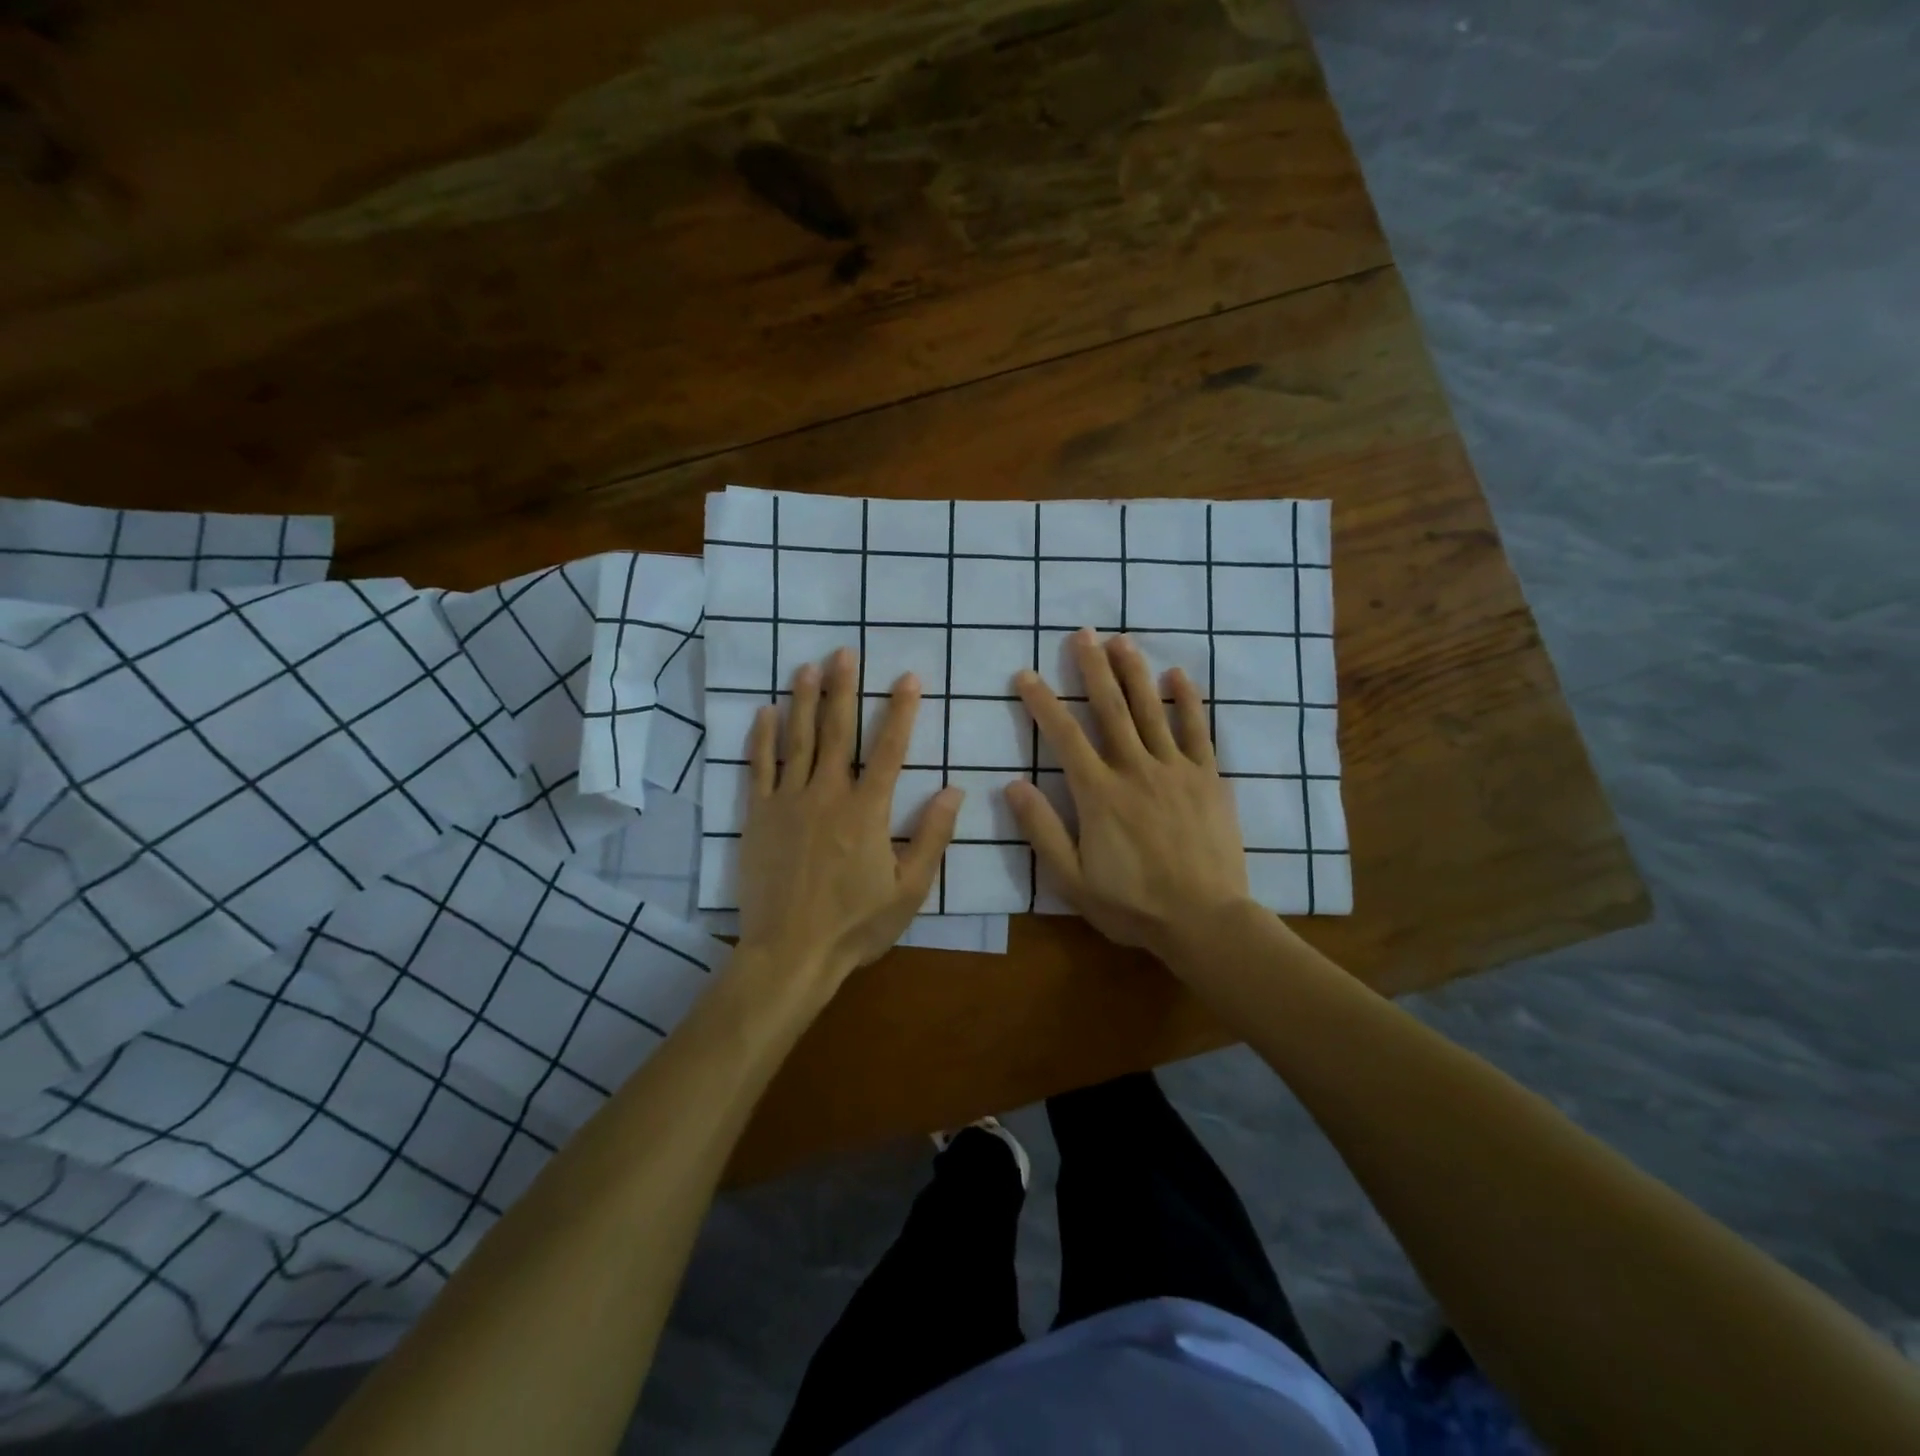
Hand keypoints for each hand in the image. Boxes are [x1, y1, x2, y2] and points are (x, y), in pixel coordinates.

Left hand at [737, 647, 962, 987]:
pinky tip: (764, 712)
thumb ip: (932, 838)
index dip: (901, 711)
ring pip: (798, 741)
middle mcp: (828, 795)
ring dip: (804, 701)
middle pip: (838, 732)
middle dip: (844, 689)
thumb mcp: (909, 890)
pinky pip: (758, 768)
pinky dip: (761, 738)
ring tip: (807, 667)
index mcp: (868, 811)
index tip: (909, 678)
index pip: (890, 749)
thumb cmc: (855, 925)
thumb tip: (954, 791)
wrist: (790, 953)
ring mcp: (788, 802)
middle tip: (844, 652)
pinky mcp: (758, 817)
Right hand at [1006, 629, 1251, 959]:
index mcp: (1099, 794)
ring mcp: (1176, 770)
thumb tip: (1012, 785)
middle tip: (1082, 633)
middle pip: (1111, 710)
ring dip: (1134, 673)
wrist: (1205, 921)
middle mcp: (1136, 770)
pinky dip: (1187, 701)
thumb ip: (1042, 830)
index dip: (1043, 703)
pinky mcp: (1208, 779)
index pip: (1064, 737)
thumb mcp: (1073, 879)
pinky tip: (1177, 675)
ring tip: (1121, 640)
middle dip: (1092, 669)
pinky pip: (1197, 732)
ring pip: (1151, 711)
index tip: (1026, 674)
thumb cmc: (1133, 905)